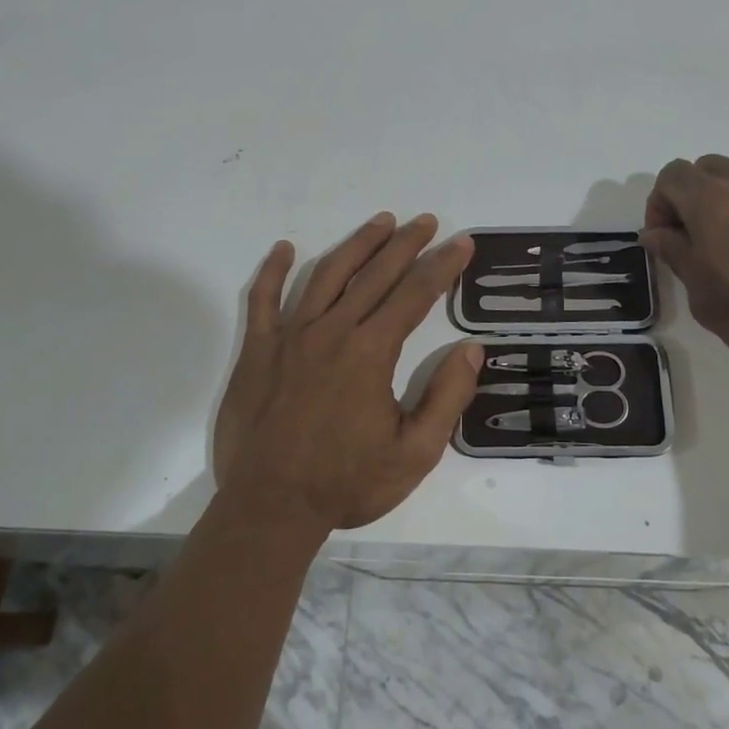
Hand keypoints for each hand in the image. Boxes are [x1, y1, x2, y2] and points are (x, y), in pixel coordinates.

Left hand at [213, 212, 481, 532]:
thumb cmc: (347, 483)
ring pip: (326, 275)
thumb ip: (447, 398)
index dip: (442, 266)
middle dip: (406, 243)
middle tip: (427, 221)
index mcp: (371, 352)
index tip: (461, 242)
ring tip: (379, 222)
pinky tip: (284, 248)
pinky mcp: (257, 350)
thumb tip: (471, 349)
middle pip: (374, 274)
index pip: (415, 294)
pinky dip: (273, 271)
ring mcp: (290, 337)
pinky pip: (263, 300)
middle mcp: (332, 331)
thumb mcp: (415, 453)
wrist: (271, 507)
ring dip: (356, 245)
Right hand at [641, 155, 728, 393]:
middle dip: (689, 199)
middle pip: (704, 171)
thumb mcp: (704, 297)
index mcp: (713, 200)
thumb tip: (658, 234)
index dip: (659, 206)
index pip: (671, 177)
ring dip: (723, 205)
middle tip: (693, 242)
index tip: (665, 241)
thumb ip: (676, 255)